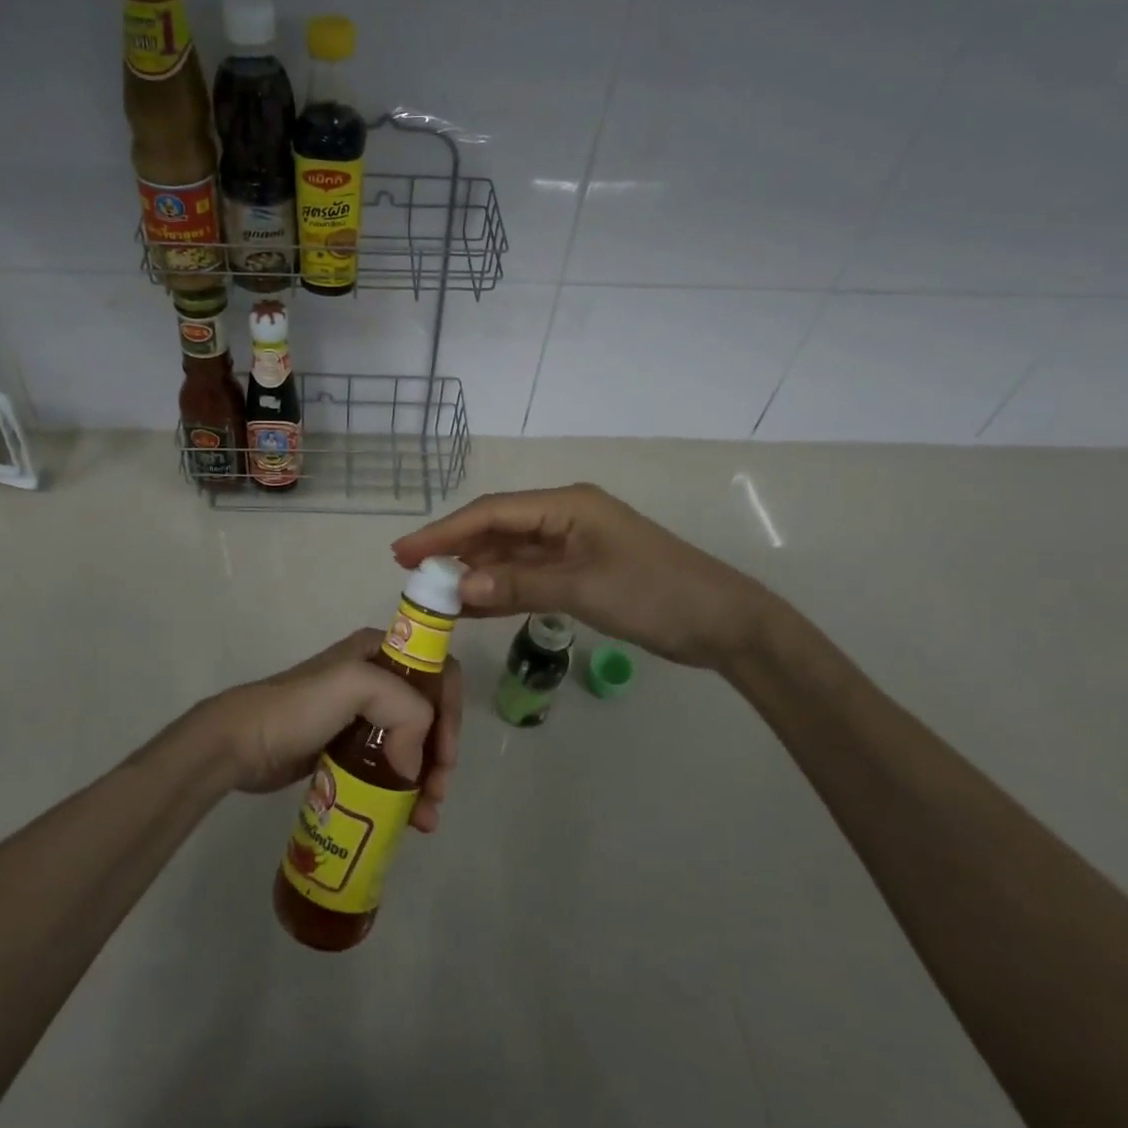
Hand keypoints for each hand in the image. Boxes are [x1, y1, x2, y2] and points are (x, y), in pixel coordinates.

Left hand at [198, 630, 463, 832]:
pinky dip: (404, 790)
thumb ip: (403, 709)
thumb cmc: (299, 708)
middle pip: (428, 712)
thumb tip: (415, 765)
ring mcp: (361, 715)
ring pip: (412, 742)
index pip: (436, 672)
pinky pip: (389, 766)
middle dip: (440, 753)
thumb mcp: (355, 686)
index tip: (445, 754)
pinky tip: (408, 818)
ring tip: (424, 819)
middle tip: (437, 793)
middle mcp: (375, 677)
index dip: (449, 711)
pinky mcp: (347, 748)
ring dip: (426, 777)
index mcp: (380, 651)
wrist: (240, 744)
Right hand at [391, 483, 782, 672]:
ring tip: (434, 592)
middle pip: (496, 529)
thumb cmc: (655, 593)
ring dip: (475, 571)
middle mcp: (563, 516)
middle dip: (454, 550)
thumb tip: (459, 586)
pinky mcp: (579, 571)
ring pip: (510, 553)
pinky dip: (501, 589)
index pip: (491, 513)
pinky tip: (473, 605)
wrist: (723, 622)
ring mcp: (571, 545)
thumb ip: (520, 584)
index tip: (403, 551)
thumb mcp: (583, 588)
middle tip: (410, 573)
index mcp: (565, 505)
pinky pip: (529, 575)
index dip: (444, 531)